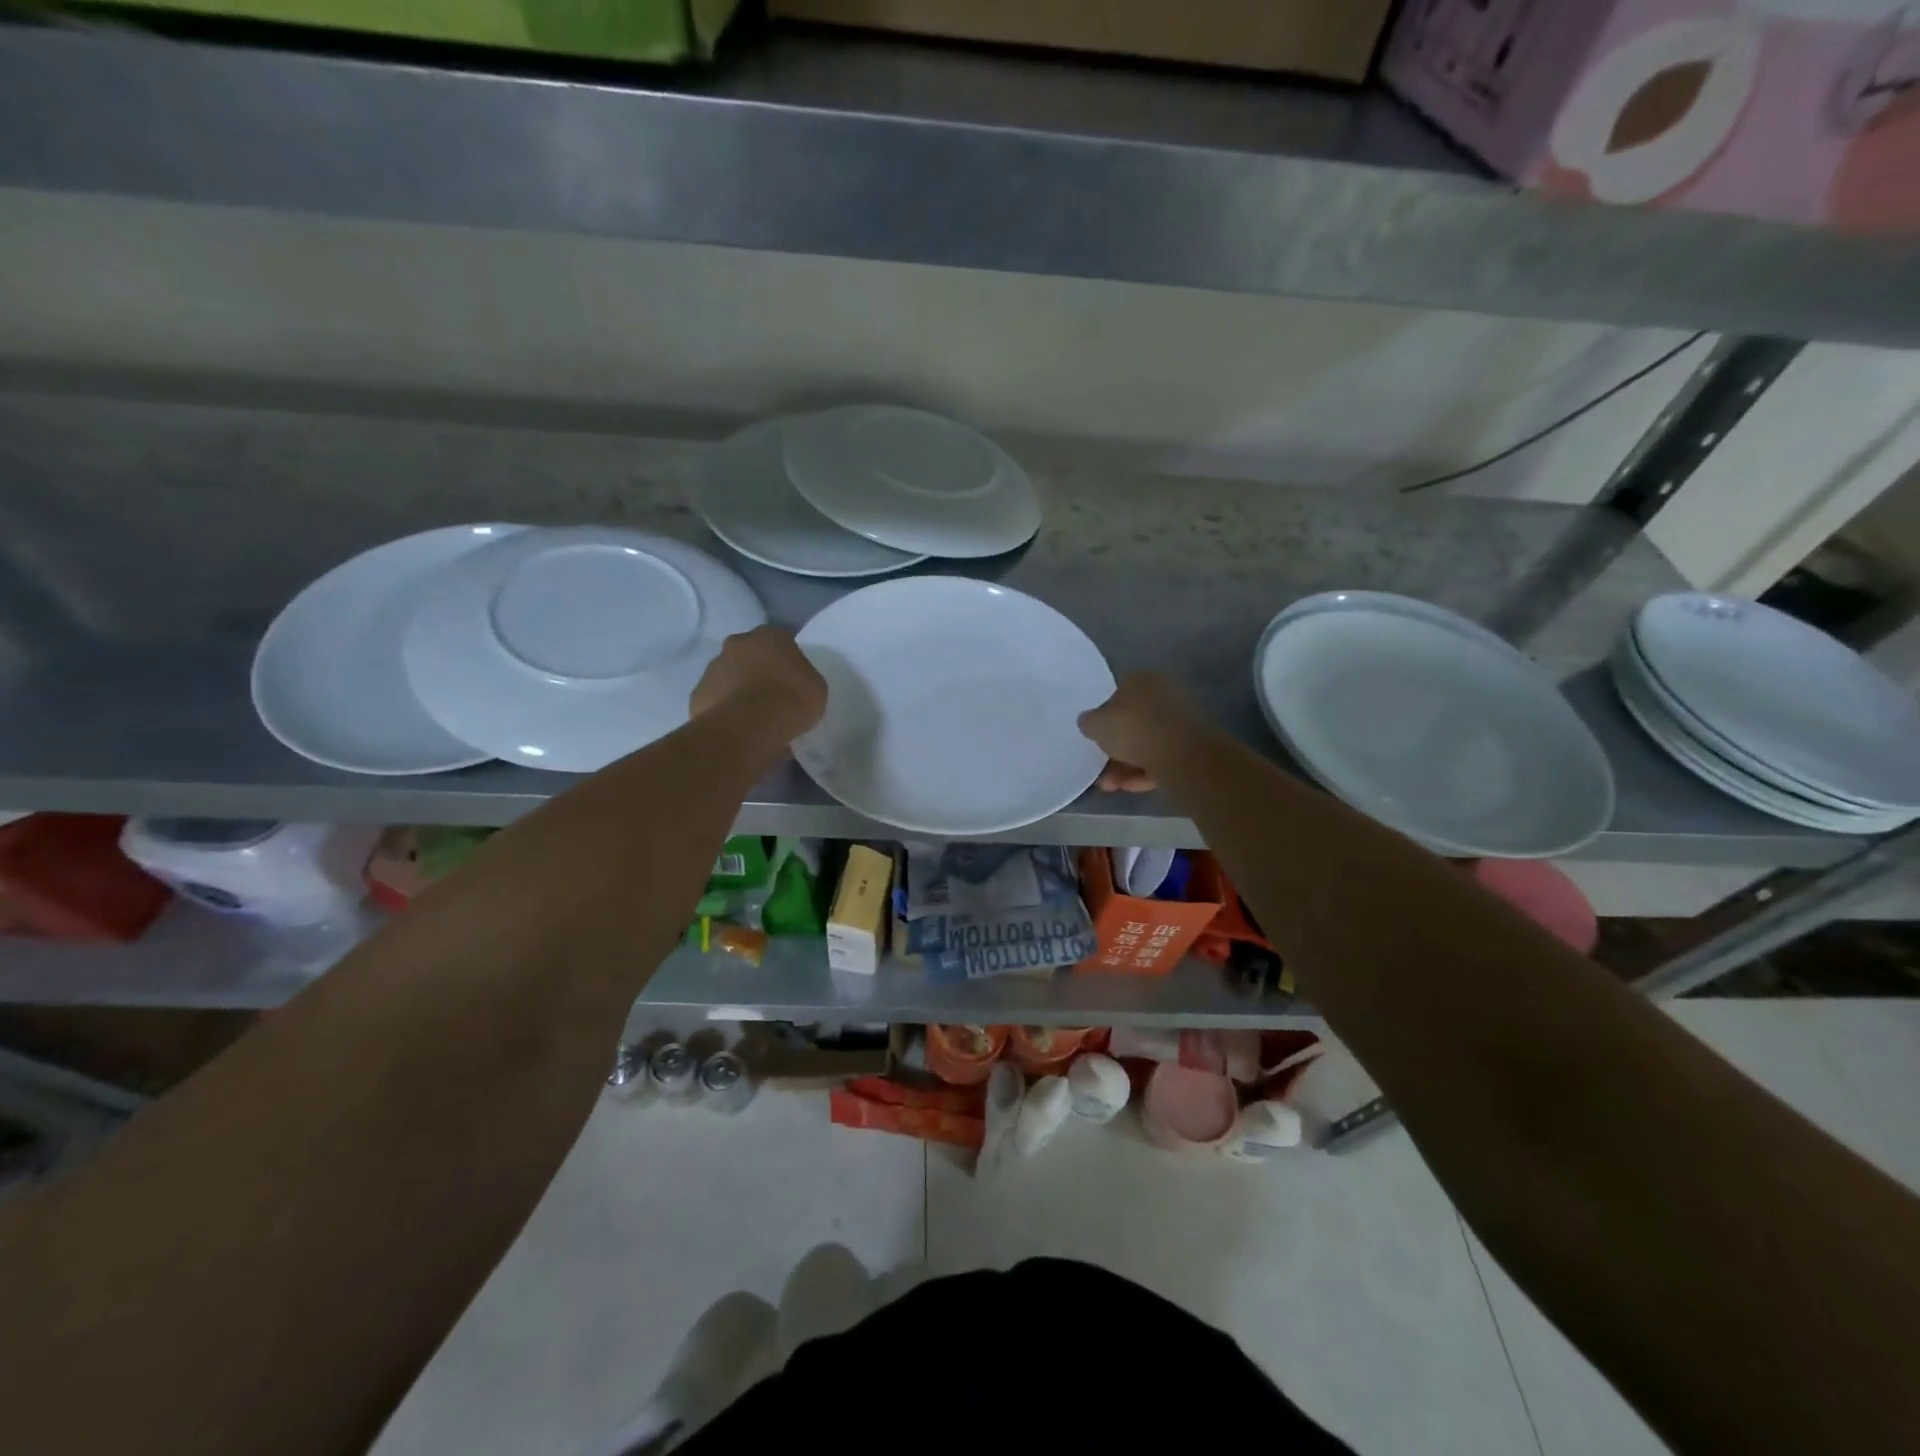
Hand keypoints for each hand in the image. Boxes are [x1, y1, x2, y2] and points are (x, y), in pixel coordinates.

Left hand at [690, 627, 827, 741]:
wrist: (750, 725)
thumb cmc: (792, 699)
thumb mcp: (815, 687)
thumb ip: (802, 677)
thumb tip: (793, 681)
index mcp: (769, 635)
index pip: (780, 640)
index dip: (786, 660)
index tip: (792, 679)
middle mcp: (737, 643)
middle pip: (749, 655)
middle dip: (758, 671)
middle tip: (771, 696)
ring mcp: (713, 668)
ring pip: (729, 676)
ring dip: (739, 690)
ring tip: (754, 718)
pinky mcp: (698, 694)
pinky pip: (716, 700)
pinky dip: (725, 710)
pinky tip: (738, 728)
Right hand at [1078, 672, 1203, 792]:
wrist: (1180, 752)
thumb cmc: (1132, 728)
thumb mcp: (1095, 724)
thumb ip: (1089, 722)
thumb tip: (1089, 721)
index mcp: (1142, 679)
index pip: (1118, 695)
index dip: (1105, 719)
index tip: (1096, 739)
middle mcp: (1165, 694)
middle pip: (1134, 723)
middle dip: (1116, 749)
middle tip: (1101, 769)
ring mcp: (1182, 720)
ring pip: (1148, 743)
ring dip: (1126, 766)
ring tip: (1111, 786)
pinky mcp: (1193, 745)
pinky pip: (1163, 757)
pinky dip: (1145, 771)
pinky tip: (1129, 787)